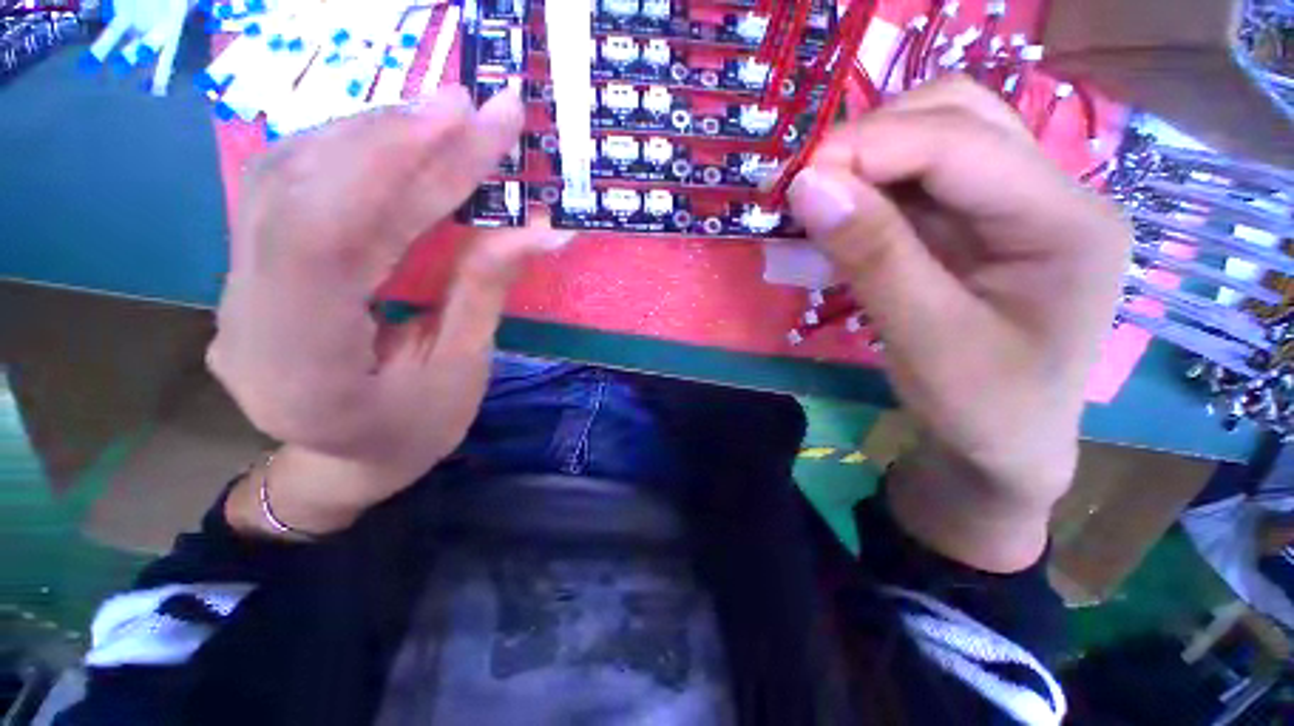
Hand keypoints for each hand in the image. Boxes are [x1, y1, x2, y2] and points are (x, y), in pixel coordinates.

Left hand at [209, 86, 566, 535]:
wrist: (348, 461)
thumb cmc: (415, 431)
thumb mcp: (464, 369)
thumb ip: (487, 289)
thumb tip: (543, 228)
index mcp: (304, 369)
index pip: (324, 240)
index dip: (389, 166)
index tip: (459, 118)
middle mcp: (247, 321)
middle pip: (301, 196)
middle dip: (392, 139)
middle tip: (466, 104)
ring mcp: (235, 291)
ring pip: (283, 180)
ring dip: (369, 138)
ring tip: (439, 120)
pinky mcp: (250, 271)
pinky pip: (286, 192)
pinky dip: (345, 157)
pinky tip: (393, 144)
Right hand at [787, 77, 1130, 570]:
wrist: (1005, 447)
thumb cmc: (982, 409)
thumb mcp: (924, 339)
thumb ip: (872, 256)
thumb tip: (808, 185)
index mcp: (1067, 222)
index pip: (962, 144)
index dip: (871, 147)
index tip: (796, 181)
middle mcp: (1054, 193)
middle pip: (960, 115)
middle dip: (873, 138)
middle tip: (810, 186)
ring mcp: (1019, 204)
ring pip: (940, 136)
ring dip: (872, 157)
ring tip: (823, 199)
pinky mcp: (983, 225)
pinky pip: (923, 181)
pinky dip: (874, 187)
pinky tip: (846, 217)